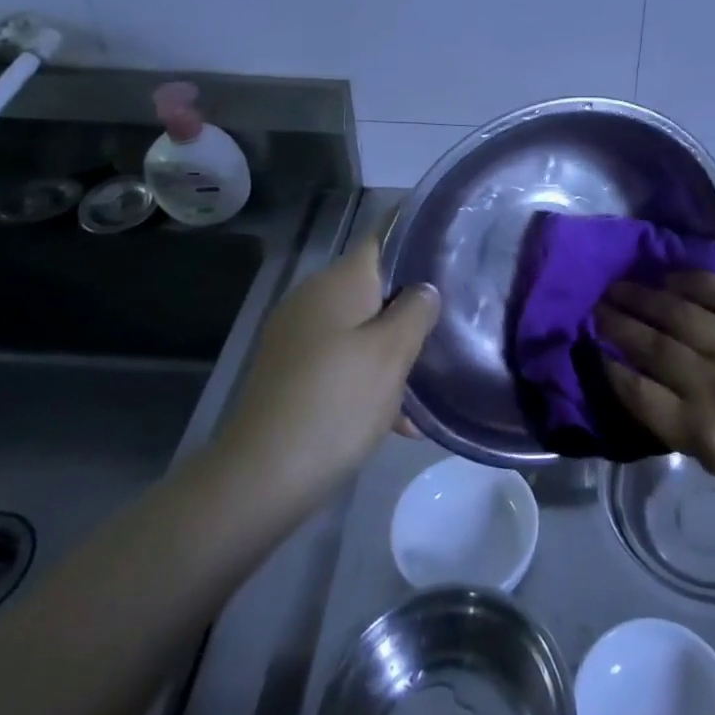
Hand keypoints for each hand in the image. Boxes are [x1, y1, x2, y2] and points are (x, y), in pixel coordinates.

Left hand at [209, 237, 438, 506]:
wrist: (261, 477)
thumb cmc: (337, 403)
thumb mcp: (392, 354)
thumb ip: (416, 311)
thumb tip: (423, 289)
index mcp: (338, 281)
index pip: (384, 236)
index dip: (418, 237)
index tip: (454, 250)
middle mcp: (314, 298)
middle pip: (375, 287)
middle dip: (411, 307)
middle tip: (451, 327)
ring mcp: (297, 336)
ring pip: (361, 328)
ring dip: (393, 351)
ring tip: (428, 387)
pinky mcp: (290, 372)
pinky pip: (341, 360)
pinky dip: (368, 379)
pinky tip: (397, 421)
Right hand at [597, 273, 714, 515]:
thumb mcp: (713, 461)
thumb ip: (672, 419)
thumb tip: (633, 374)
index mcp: (702, 432)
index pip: (638, 391)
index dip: (608, 365)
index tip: (591, 346)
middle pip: (653, 346)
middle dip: (618, 323)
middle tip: (596, 306)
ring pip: (680, 314)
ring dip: (643, 297)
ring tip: (620, 286)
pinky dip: (691, 281)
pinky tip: (669, 277)